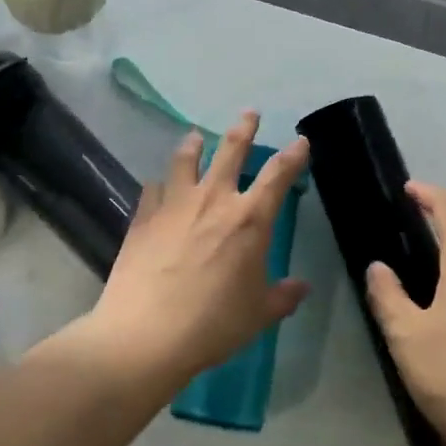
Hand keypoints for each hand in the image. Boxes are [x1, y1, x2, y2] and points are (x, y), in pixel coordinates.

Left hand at [84, 113, 309, 391]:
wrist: (146, 333)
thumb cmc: (213, 324)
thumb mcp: (258, 315)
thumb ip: (282, 296)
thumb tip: (301, 286)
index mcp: (249, 220)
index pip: (278, 176)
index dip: (293, 156)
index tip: (300, 141)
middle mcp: (214, 200)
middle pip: (231, 151)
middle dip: (243, 128)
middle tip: (249, 112)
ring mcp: (175, 204)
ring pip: (186, 160)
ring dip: (194, 145)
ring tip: (196, 137)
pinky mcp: (144, 216)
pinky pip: (154, 189)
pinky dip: (159, 185)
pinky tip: (157, 186)